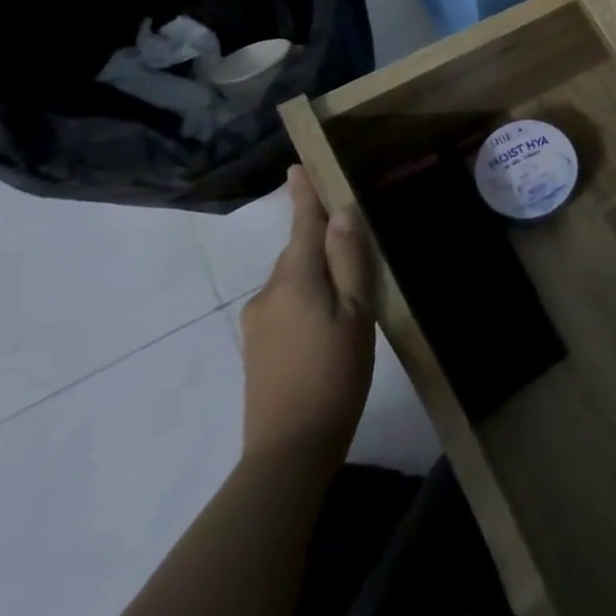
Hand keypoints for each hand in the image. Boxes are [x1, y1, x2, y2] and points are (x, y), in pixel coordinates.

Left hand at [239, 166, 377, 470]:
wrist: (289, 448)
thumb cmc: (335, 373)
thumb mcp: (356, 313)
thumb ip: (348, 262)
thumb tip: (341, 214)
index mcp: (294, 279)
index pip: (301, 224)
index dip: (303, 195)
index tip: (298, 166)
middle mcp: (267, 292)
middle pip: (298, 253)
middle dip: (321, 243)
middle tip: (358, 250)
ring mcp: (257, 321)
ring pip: (293, 281)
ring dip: (317, 276)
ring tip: (350, 299)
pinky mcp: (256, 346)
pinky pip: (285, 304)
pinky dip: (306, 300)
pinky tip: (327, 327)